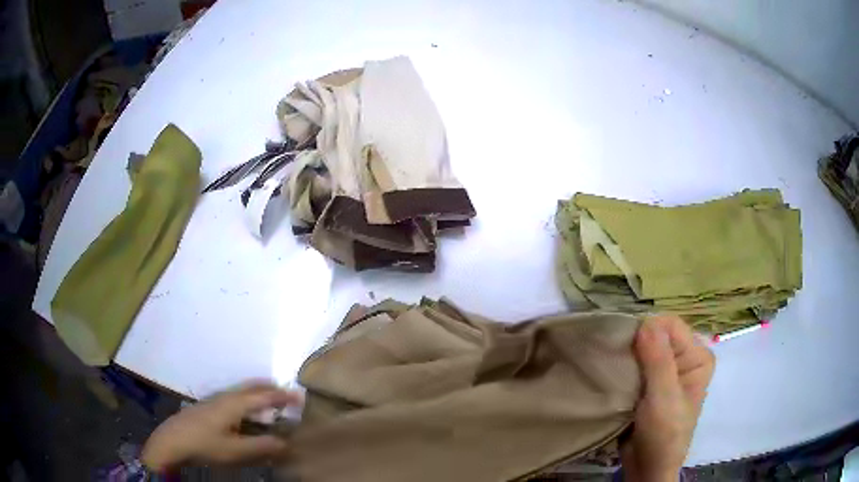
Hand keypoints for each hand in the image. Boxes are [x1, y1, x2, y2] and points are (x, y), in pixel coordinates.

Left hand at [141, 381, 300, 471]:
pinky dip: (248, 399)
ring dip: (259, 393)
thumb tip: (286, 443)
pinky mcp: (209, 406)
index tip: (300, 395)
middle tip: (287, 395)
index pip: (264, 395)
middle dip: (271, 388)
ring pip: (242, 390)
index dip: (283, 396)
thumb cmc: (205, 445)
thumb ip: (262, 446)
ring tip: (271, 403)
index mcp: (235, 404)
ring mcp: (215, 399)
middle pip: (252, 387)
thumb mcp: (236, 451)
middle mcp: (226, 396)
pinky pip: (235, 397)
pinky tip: (246, 414)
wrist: (172, 440)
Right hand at [621, 315, 714, 481]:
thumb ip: (658, 361)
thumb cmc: (663, 434)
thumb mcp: (663, 398)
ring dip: (626, 355)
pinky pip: (634, 363)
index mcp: (697, 356)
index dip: (647, 331)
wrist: (647, 467)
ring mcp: (666, 370)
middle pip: (657, 334)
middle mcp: (684, 357)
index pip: (671, 326)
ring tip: (610, 366)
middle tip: (615, 358)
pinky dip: (623, 366)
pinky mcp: (649, 382)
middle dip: (634, 342)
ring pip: (643, 348)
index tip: (624, 347)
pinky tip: (611, 372)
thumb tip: (646, 321)